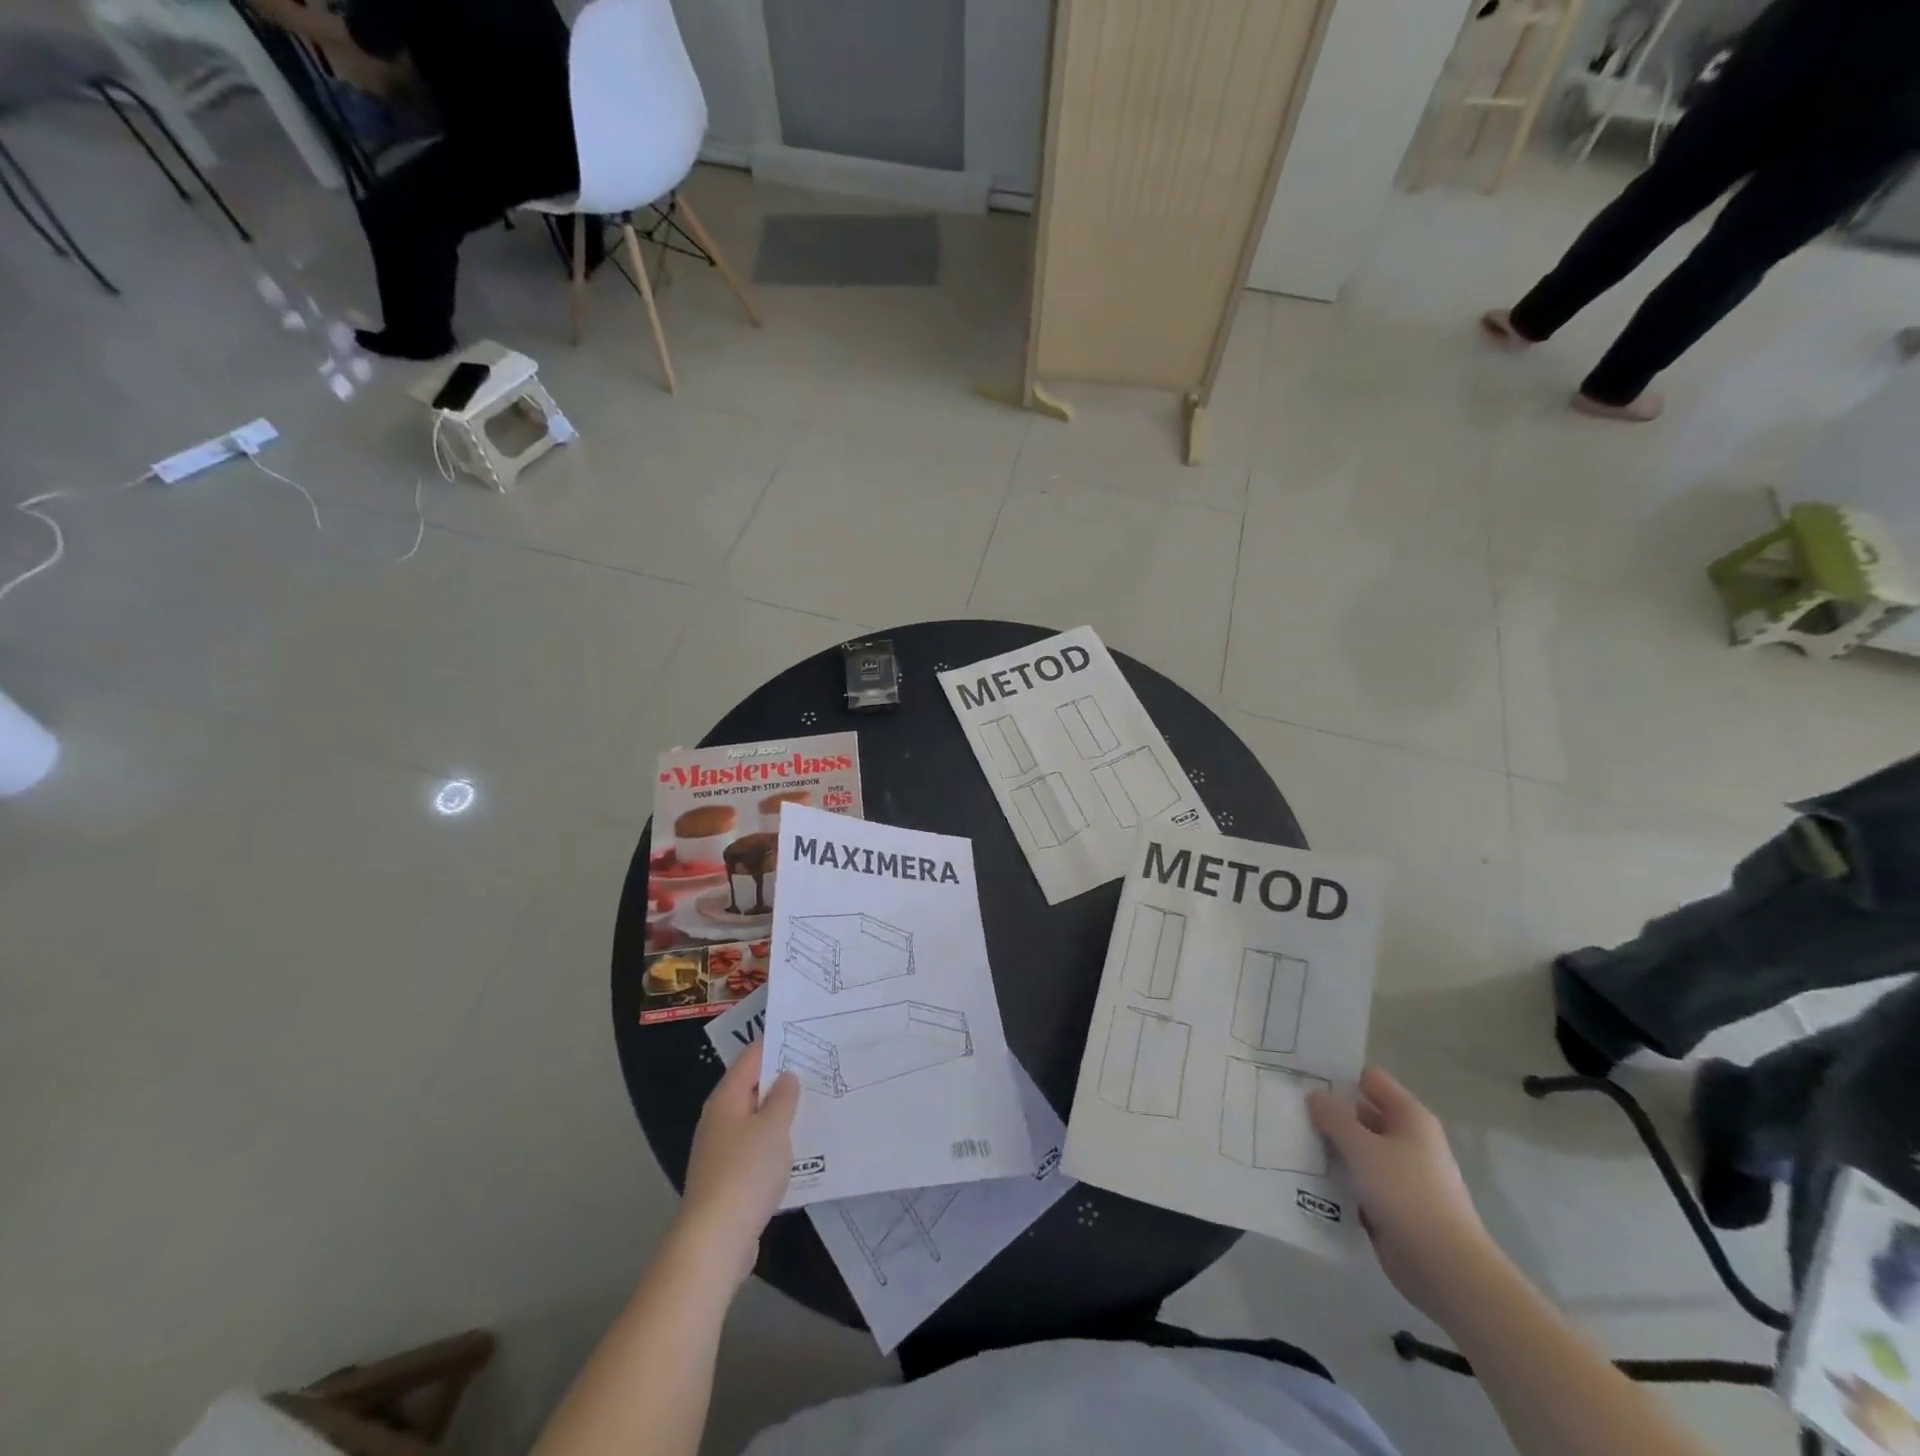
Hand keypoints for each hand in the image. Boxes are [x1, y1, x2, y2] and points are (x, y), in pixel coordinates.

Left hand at [676, 1042, 799, 1286]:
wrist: (714, 1241)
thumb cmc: (745, 1173)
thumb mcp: (774, 1127)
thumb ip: (784, 1097)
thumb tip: (786, 1076)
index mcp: (726, 1098)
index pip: (752, 1057)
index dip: (776, 1043)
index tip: (805, 1034)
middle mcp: (719, 1119)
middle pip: (752, 1087)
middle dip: (782, 1078)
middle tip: (818, 1067)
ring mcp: (721, 1150)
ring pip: (755, 1119)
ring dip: (780, 1112)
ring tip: (815, 1103)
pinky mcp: (728, 1178)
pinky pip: (755, 1147)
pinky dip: (774, 1141)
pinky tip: (798, 1147)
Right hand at [1308, 1067, 1491, 1320]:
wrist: (1444, 1268)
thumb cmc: (1405, 1193)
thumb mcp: (1362, 1147)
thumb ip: (1334, 1116)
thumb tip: (1315, 1095)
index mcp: (1409, 1118)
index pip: (1370, 1080)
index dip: (1339, 1076)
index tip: (1304, 1078)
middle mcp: (1407, 1140)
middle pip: (1360, 1113)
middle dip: (1328, 1113)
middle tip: (1288, 1108)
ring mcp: (1399, 1174)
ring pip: (1356, 1149)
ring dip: (1330, 1147)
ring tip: (1289, 1140)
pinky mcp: (1390, 1204)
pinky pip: (1357, 1180)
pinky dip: (1337, 1177)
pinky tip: (1305, 1175)